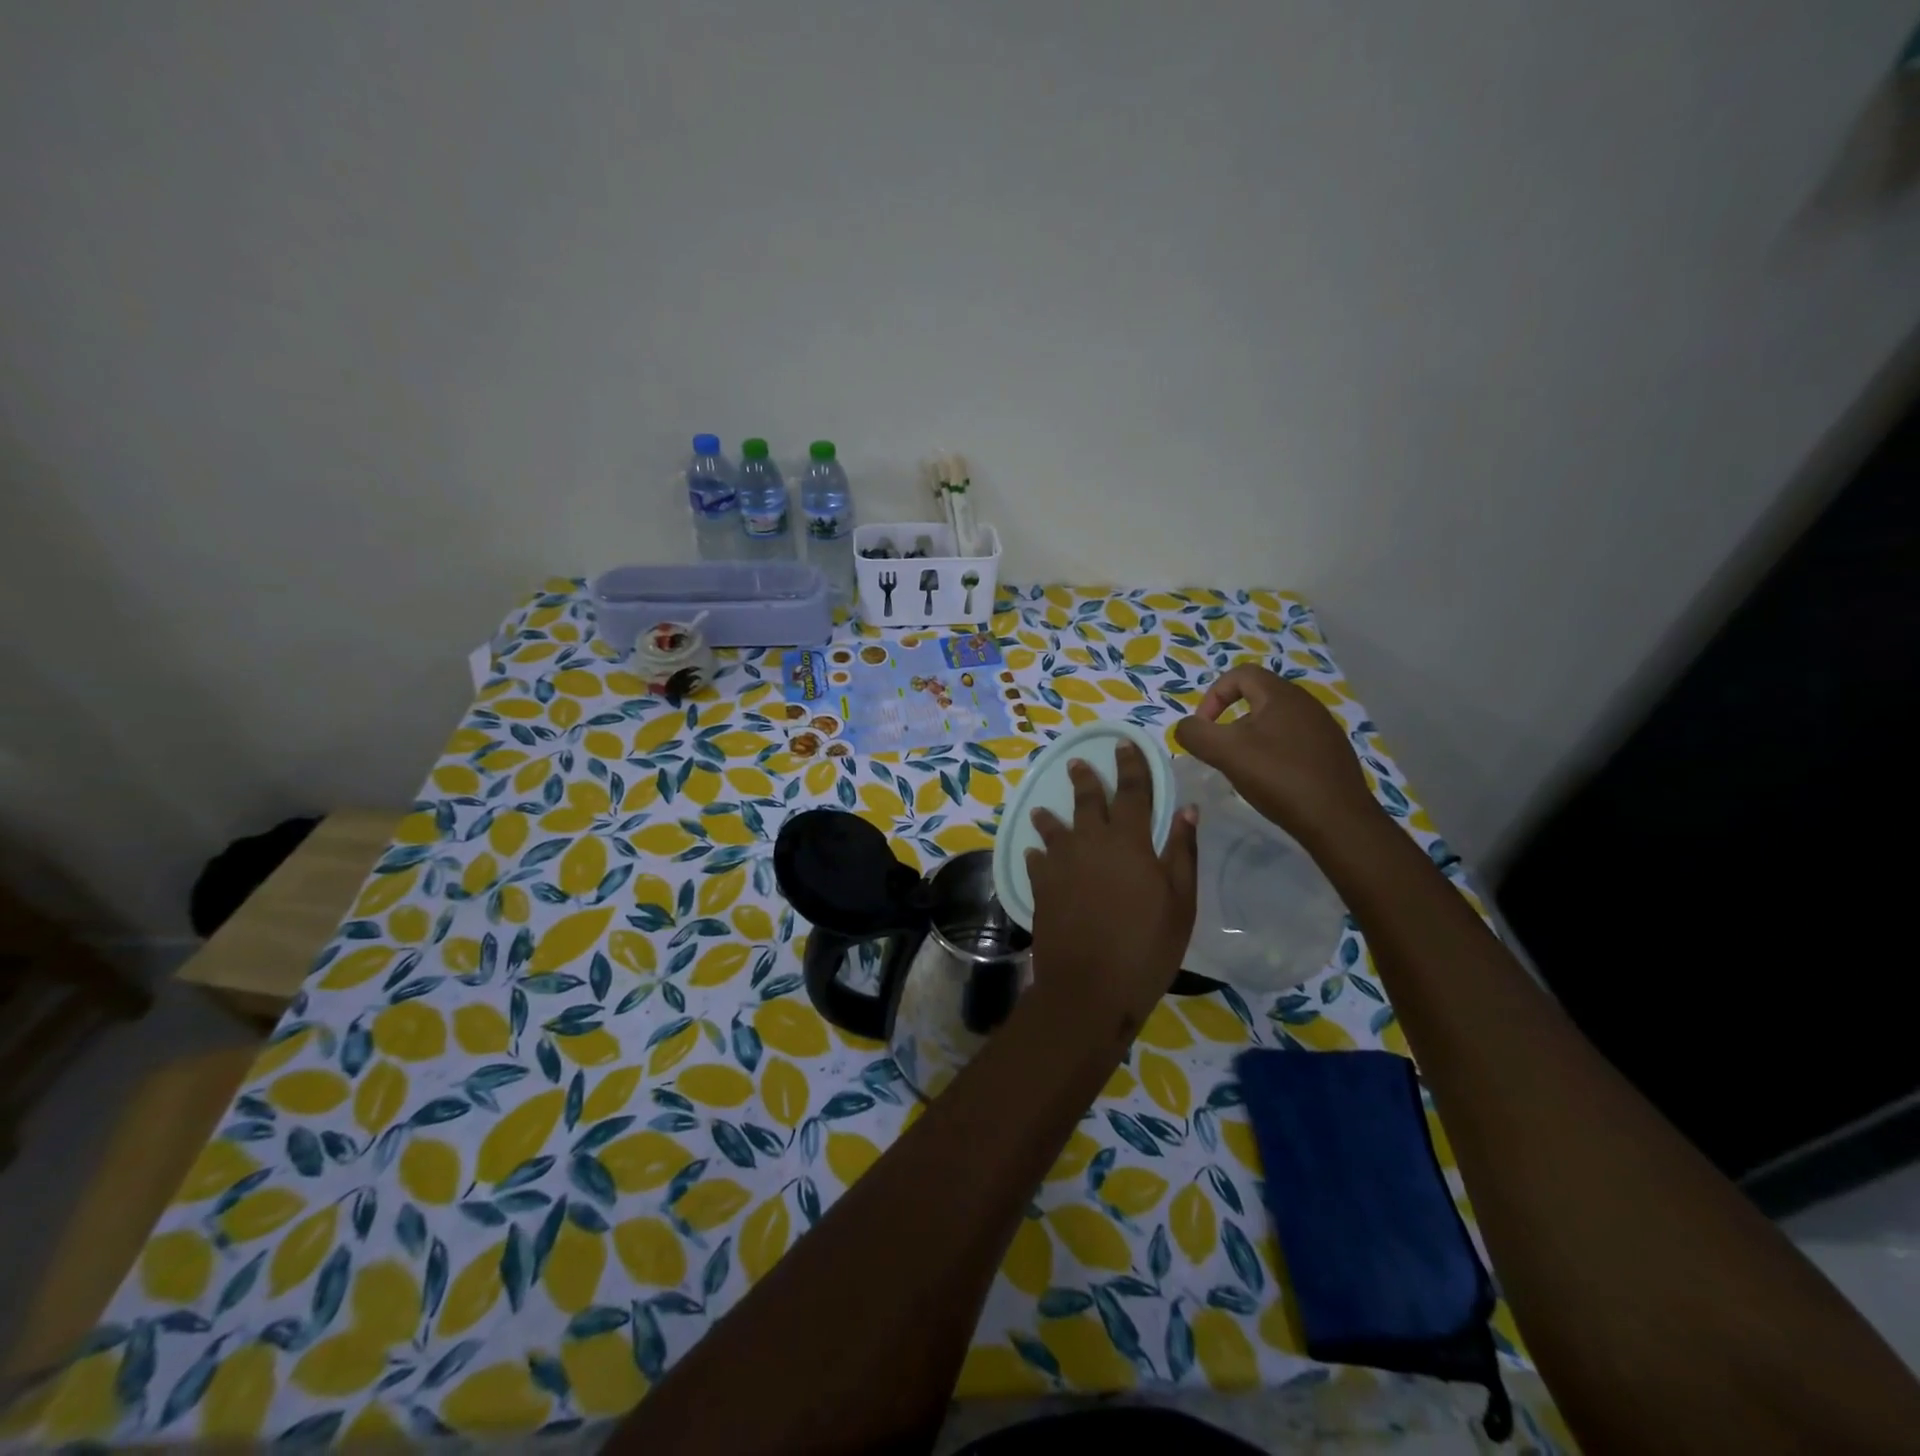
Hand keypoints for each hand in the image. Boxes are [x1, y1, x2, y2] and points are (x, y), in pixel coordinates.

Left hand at [1025, 743, 1197, 1033]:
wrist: (1091, 987)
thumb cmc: (1147, 945)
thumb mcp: (1180, 900)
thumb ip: (1182, 851)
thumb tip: (1188, 808)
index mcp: (1128, 840)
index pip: (1132, 790)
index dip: (1130, 765)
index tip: (1123, 743)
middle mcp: (1090, 842)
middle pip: (1087, 801)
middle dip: (1085, 780)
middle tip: (1078, 762)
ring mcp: (1060, 864)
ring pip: (1054, 828)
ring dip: (1051, 817)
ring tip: (1043, 809)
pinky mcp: (1041, 888)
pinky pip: (1038, 861)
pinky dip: (1038, 854)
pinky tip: (1036, 854)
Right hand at [1173, 666, 1377, 843]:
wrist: (1338, 820)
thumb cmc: (1279, 777)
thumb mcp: (1225, 753)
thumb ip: (1195, 734)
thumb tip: (1185, 728)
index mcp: (1281, 694)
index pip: (1238, 675)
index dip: (1212, 696)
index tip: (1204, 728)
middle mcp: (1306, 703)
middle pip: (1257, 697)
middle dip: (1230, 719)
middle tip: (1221, 749)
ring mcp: (1323, 728)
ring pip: (1275, 721)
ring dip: (1251, 738)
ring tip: (1243, 767)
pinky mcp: (1332, 752)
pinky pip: (1293, 741)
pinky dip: (1274, 753)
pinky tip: (1272, 780)